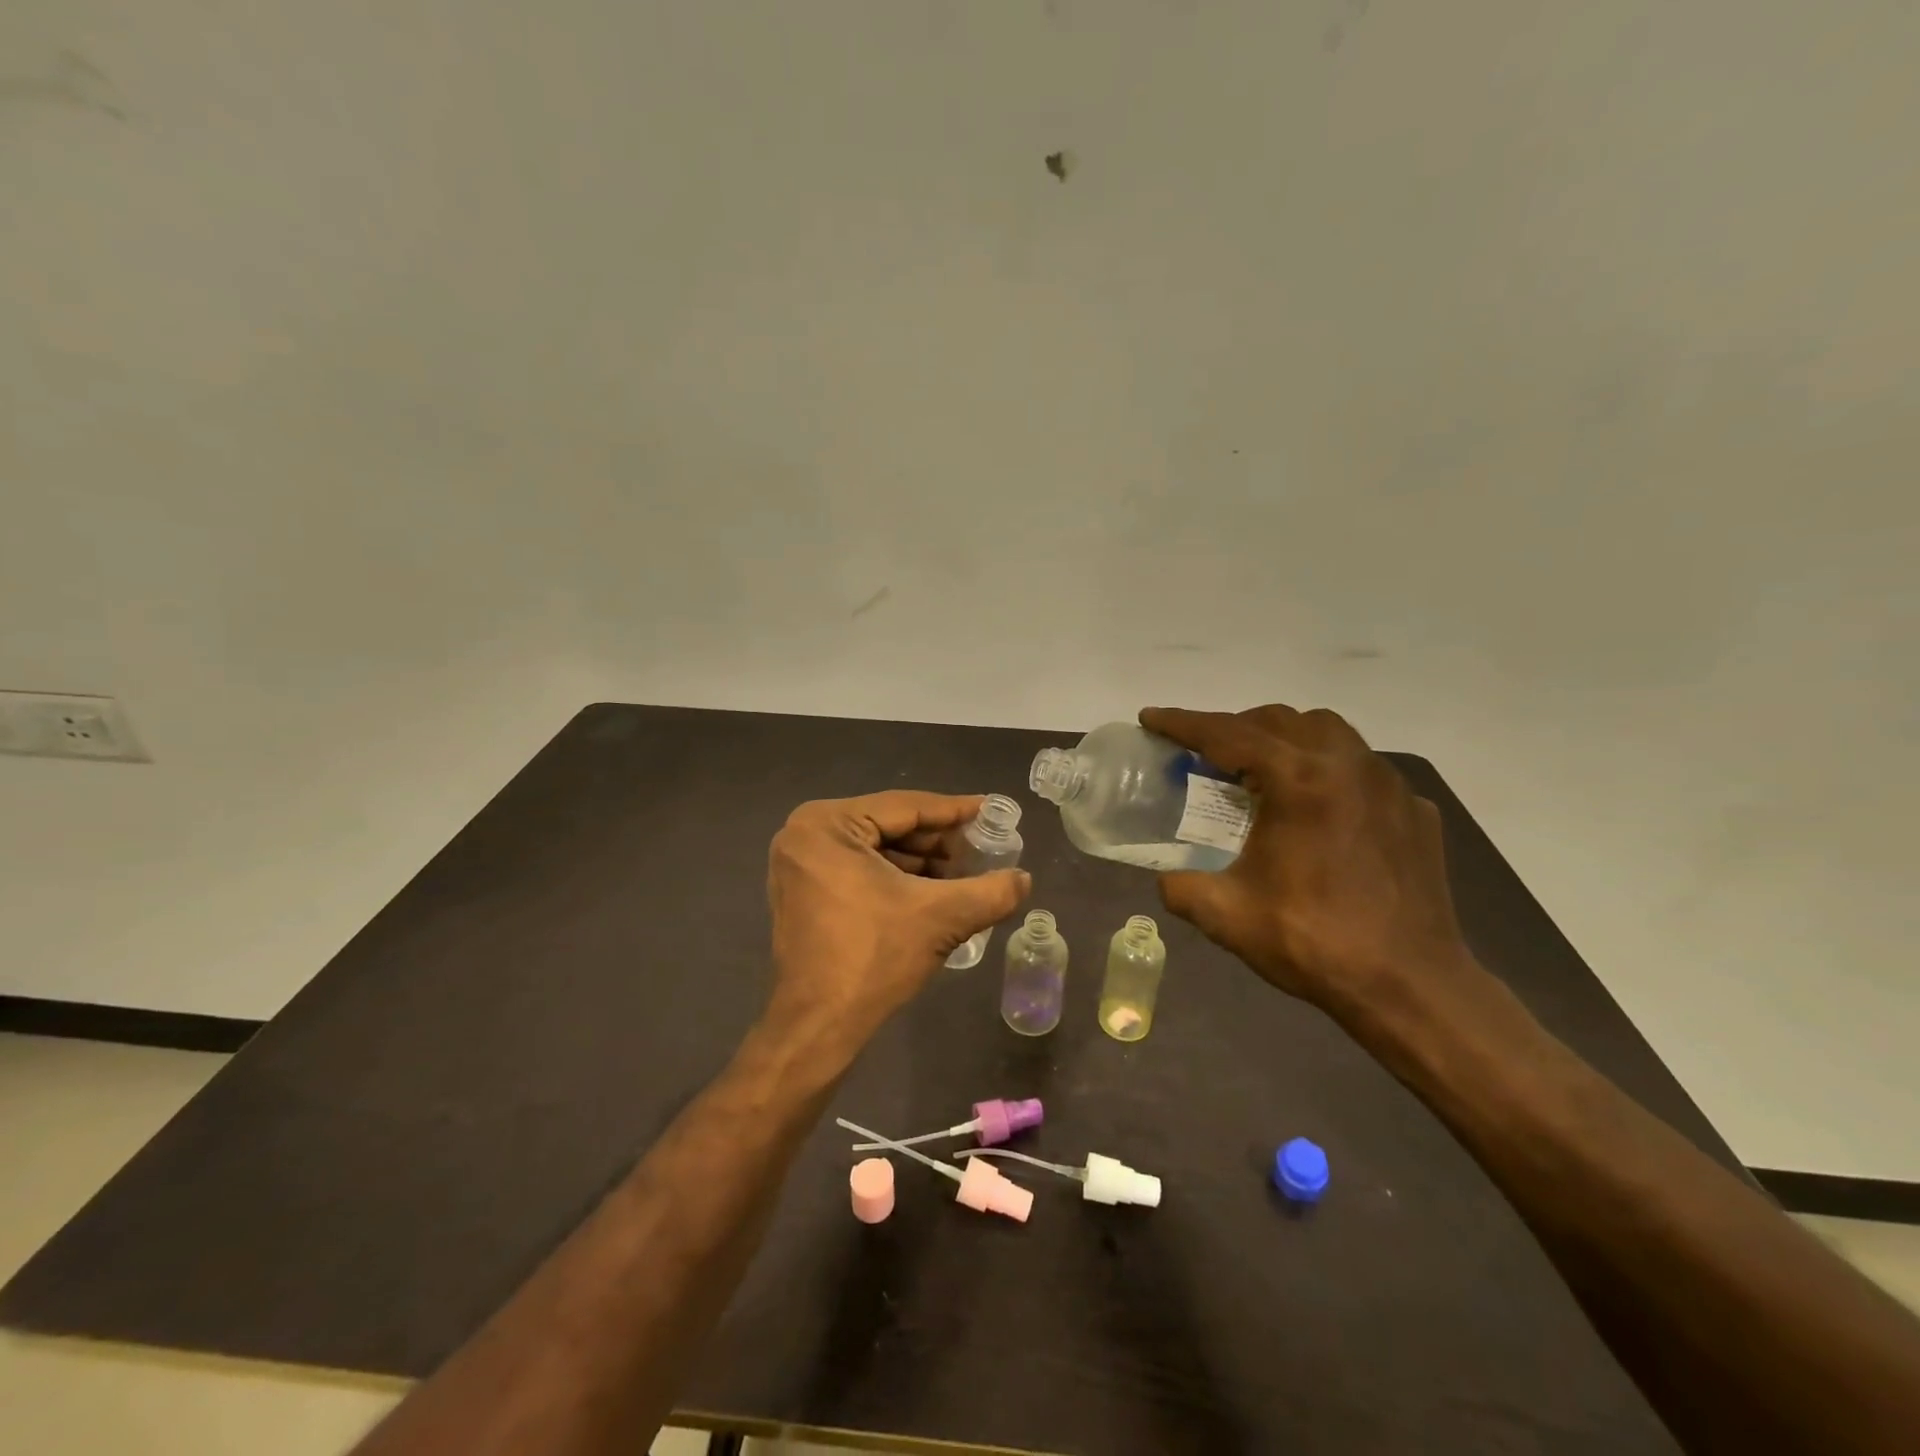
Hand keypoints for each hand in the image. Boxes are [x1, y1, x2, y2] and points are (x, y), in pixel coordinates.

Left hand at [764, 791, 1030, 1047]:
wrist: (817, 1027)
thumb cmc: (872, 959)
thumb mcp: (940, 918)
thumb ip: (990, 892)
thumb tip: (1024, 880)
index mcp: (827, 824)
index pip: (906, 807)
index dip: (955, 811)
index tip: (992, 812)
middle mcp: (805, 833)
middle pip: (890, 826)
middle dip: (939, 843)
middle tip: (983, 852)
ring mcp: (799, 863)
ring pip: (877, 849)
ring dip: (922, 863)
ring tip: (965, 878)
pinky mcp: (803, 891)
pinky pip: (860, 869)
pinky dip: (897, 879)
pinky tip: (934, 894)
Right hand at [1140, 705, 1477, 1019]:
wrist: (1411, 987)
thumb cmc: (1314, 943)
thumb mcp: (1226, 916)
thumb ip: (1181, 887)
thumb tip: (1167, 878)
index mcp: (1298, 781)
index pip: (1227, 734)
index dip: (1182, 723)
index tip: (1150, 718)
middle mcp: (1347, 766)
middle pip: (1279, 720)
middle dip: (1234, 726)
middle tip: (1204, 753)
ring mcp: (1388, 785)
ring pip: (1327, 732)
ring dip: (1285, 738)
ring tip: (1261, 769)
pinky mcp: (1414, 810)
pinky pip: (1362, 768)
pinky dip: (1328, 770)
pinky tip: (1318, 808)